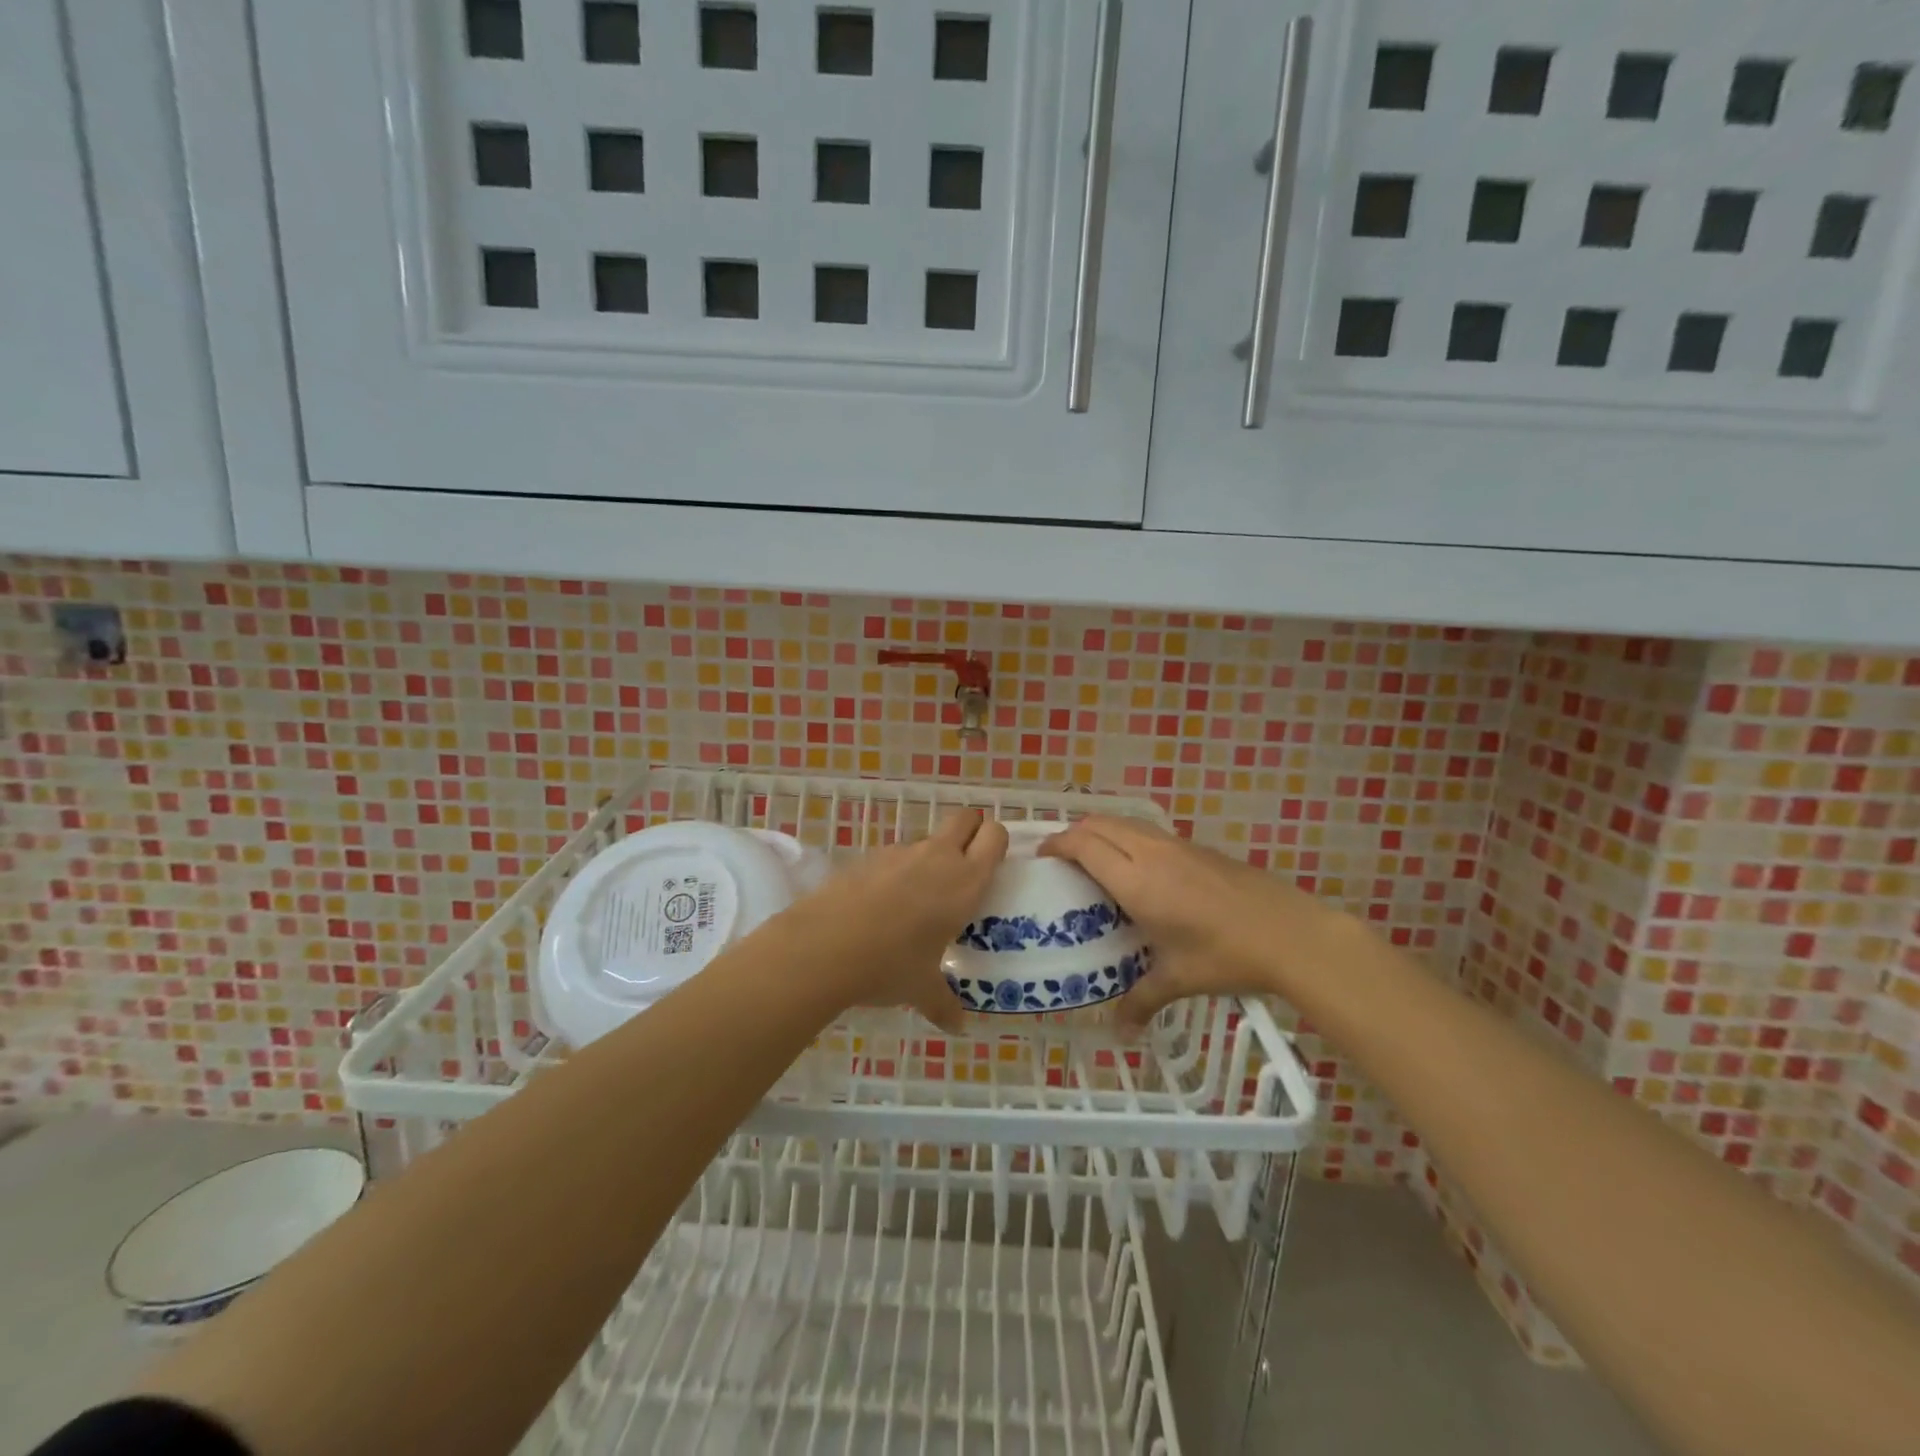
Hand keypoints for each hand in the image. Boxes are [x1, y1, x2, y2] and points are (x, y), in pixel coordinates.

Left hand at [782, 810, 1007, 1031]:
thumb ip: (944, 1004)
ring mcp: (899, 853)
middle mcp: (937, 857)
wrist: (823, 946)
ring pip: (927, 841)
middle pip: (965, 819)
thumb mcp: (921, 989)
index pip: (995, 836)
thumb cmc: (889, 965)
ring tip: (918, 900)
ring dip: (930, 858)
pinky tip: (881, 907)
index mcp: (964, 881)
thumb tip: (957, 1027)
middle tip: (966, 865)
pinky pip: (894, 857)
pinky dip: (896, 872)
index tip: (993, 864)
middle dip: (970, 831)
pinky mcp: (867, 857)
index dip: (996, 841)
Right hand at [1040, 815, 1339, 1030]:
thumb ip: (1141, 1001)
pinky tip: (1138, 867)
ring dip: (1102, 831)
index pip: (1084, 844)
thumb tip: (1119, 1034)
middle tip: (1061, 859)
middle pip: (1099, 823)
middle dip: (1074, 833)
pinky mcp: (1198, 847)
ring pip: (1126, 821)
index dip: (1057, 843)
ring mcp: (1177, 845)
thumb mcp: (1178, 979)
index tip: (1041, 856)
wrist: (1291, 933)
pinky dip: (1128, 837)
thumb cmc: (1226, 955)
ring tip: (1093, 858)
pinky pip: (1148, 831)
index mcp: (1137, 881)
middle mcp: (1151, 853)